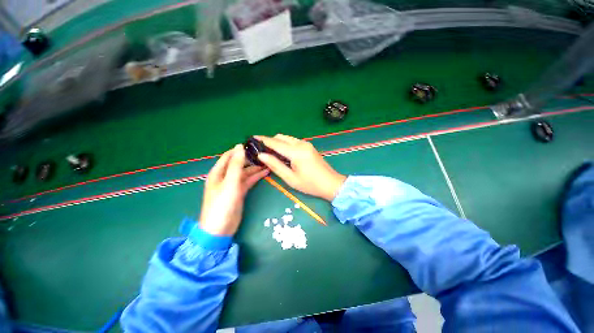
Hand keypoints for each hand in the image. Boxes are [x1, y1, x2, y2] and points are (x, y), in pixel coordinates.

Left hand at [200, 145, 268, 235]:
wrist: (220, 229)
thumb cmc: (222, 204)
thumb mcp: (230, 182)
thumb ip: (236, 164)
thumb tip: (240, 146)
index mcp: (218, 172)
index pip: (229, 155)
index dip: (240, 149)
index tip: (253, 145)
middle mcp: (225, 176)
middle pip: (239, 163)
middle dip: (251, 159)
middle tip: (265, 154)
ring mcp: (233, 184)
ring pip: (245, 172)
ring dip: (255, 168)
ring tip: (268, 162)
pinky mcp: (240, 192)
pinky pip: (249, 181)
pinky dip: (256, 176)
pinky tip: (265, 172)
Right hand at [256, 135, 345, 200]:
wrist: (331, 183)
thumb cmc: (310, 184)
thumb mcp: (290, 178)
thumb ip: (275, 165)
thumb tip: (262, 155)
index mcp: (296, 152)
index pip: (275, 142)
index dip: (263, 140)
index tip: (252, 138)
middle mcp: (301, 144)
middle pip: (281, 137)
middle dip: (270, 141)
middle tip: (261, 150)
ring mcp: (306, 144)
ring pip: (287, 138)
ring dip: (278, 142)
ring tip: (270, 152)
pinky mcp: (309, 146)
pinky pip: (293, 141)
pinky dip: (285, 144)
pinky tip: (282, 153)